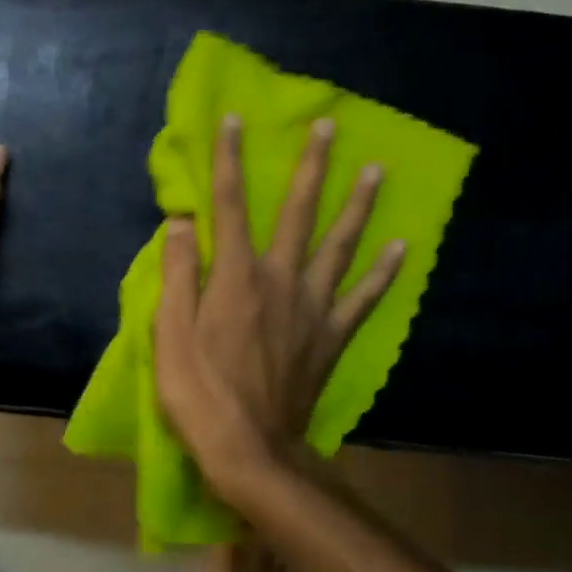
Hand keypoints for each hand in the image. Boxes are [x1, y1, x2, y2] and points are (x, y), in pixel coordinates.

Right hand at [154, 114, 403, 489]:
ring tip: (377, 171)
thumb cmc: (199, 391)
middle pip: (298, 212)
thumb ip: (178, 272)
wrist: (250, 451)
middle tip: (329, 127)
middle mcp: (280, 279)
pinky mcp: (332, 336)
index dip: (229, 159)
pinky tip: (402, 248)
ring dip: (358, 205)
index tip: (234, 120)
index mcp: (236, 275)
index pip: (231, 204)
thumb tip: (181, 220)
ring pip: (340, 245)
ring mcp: (313, 307)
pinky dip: (383, 272)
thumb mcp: (169, 332)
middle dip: (312, 166)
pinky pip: (363, 298)